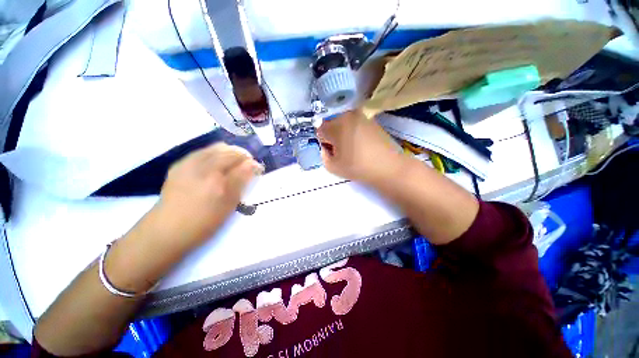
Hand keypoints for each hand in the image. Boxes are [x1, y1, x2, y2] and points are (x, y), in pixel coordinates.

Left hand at [152, 143, 262, 249]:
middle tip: (246, 167)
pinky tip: (215, 167)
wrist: (166, 230)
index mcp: (215, 177)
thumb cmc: (203, 222)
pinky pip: (202, 152)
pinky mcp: (179, 165)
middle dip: (241, 155)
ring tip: (233, 165)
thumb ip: (241, 181)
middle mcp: (201, 165)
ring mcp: (188, 163)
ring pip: (215, 148)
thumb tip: (253, 165)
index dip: (252, 162)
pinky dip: (214, 155)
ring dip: (228, 153)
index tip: (257, 169)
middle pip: (228, 150)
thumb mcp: (228, 205)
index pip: (240, 160)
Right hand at [317, 110, 402, 183]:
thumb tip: (327, 147)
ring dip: (344, 134)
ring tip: (354, 149)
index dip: (325, 143)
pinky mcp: (372, 120)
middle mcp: (348, 115)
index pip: (320, 130)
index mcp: (336, 125)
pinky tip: (362, 145)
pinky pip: (356, 125)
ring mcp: (361, 116)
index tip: (332, 152)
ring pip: (344, 124)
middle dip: (333, 137)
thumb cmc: (357, 167)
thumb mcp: (332, 167)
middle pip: (332, 125)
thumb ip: (323, 155)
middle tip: (342, 151)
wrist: (388, 167)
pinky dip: (355, 133)